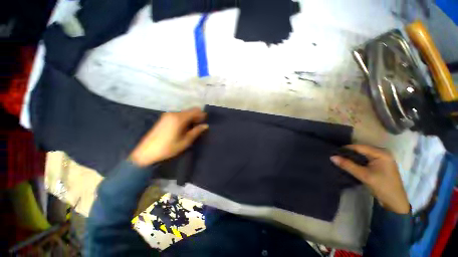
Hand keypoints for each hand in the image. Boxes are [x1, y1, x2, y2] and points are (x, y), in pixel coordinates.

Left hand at [129, 108, 207, 166]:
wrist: (146, 152)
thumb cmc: (168, 148)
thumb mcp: (185, 141)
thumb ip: (196, 132)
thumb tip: (206, 126)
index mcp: (179, 118)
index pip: (195, 111)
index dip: (202, 115)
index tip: (205, 121)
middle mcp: (173, 113)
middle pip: (189, 111)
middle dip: (196, 117)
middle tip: (199, 126)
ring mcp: (167, 115)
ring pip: (184, 113)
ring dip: (190, 118)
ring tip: (191, 129)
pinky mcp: (164, 118)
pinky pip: (178, 115)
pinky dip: (184, 119)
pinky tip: (183, 128)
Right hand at [330, 145, 409, 213]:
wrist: (395, 202)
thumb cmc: (382, 187)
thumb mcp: (364, 176)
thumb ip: (348, 165)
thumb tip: (332, 157)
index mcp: (381, 153)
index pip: (359, 147)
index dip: (346, 149)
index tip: (334, 152)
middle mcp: (382, 152)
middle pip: (361, 150)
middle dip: (349, 153)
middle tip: (336, 156)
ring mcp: (382, 158)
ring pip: (363, 154)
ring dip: (352, 157)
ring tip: (341, 159)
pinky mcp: (381, 164)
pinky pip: (366, 159)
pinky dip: (358, 161)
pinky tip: (350, 163)